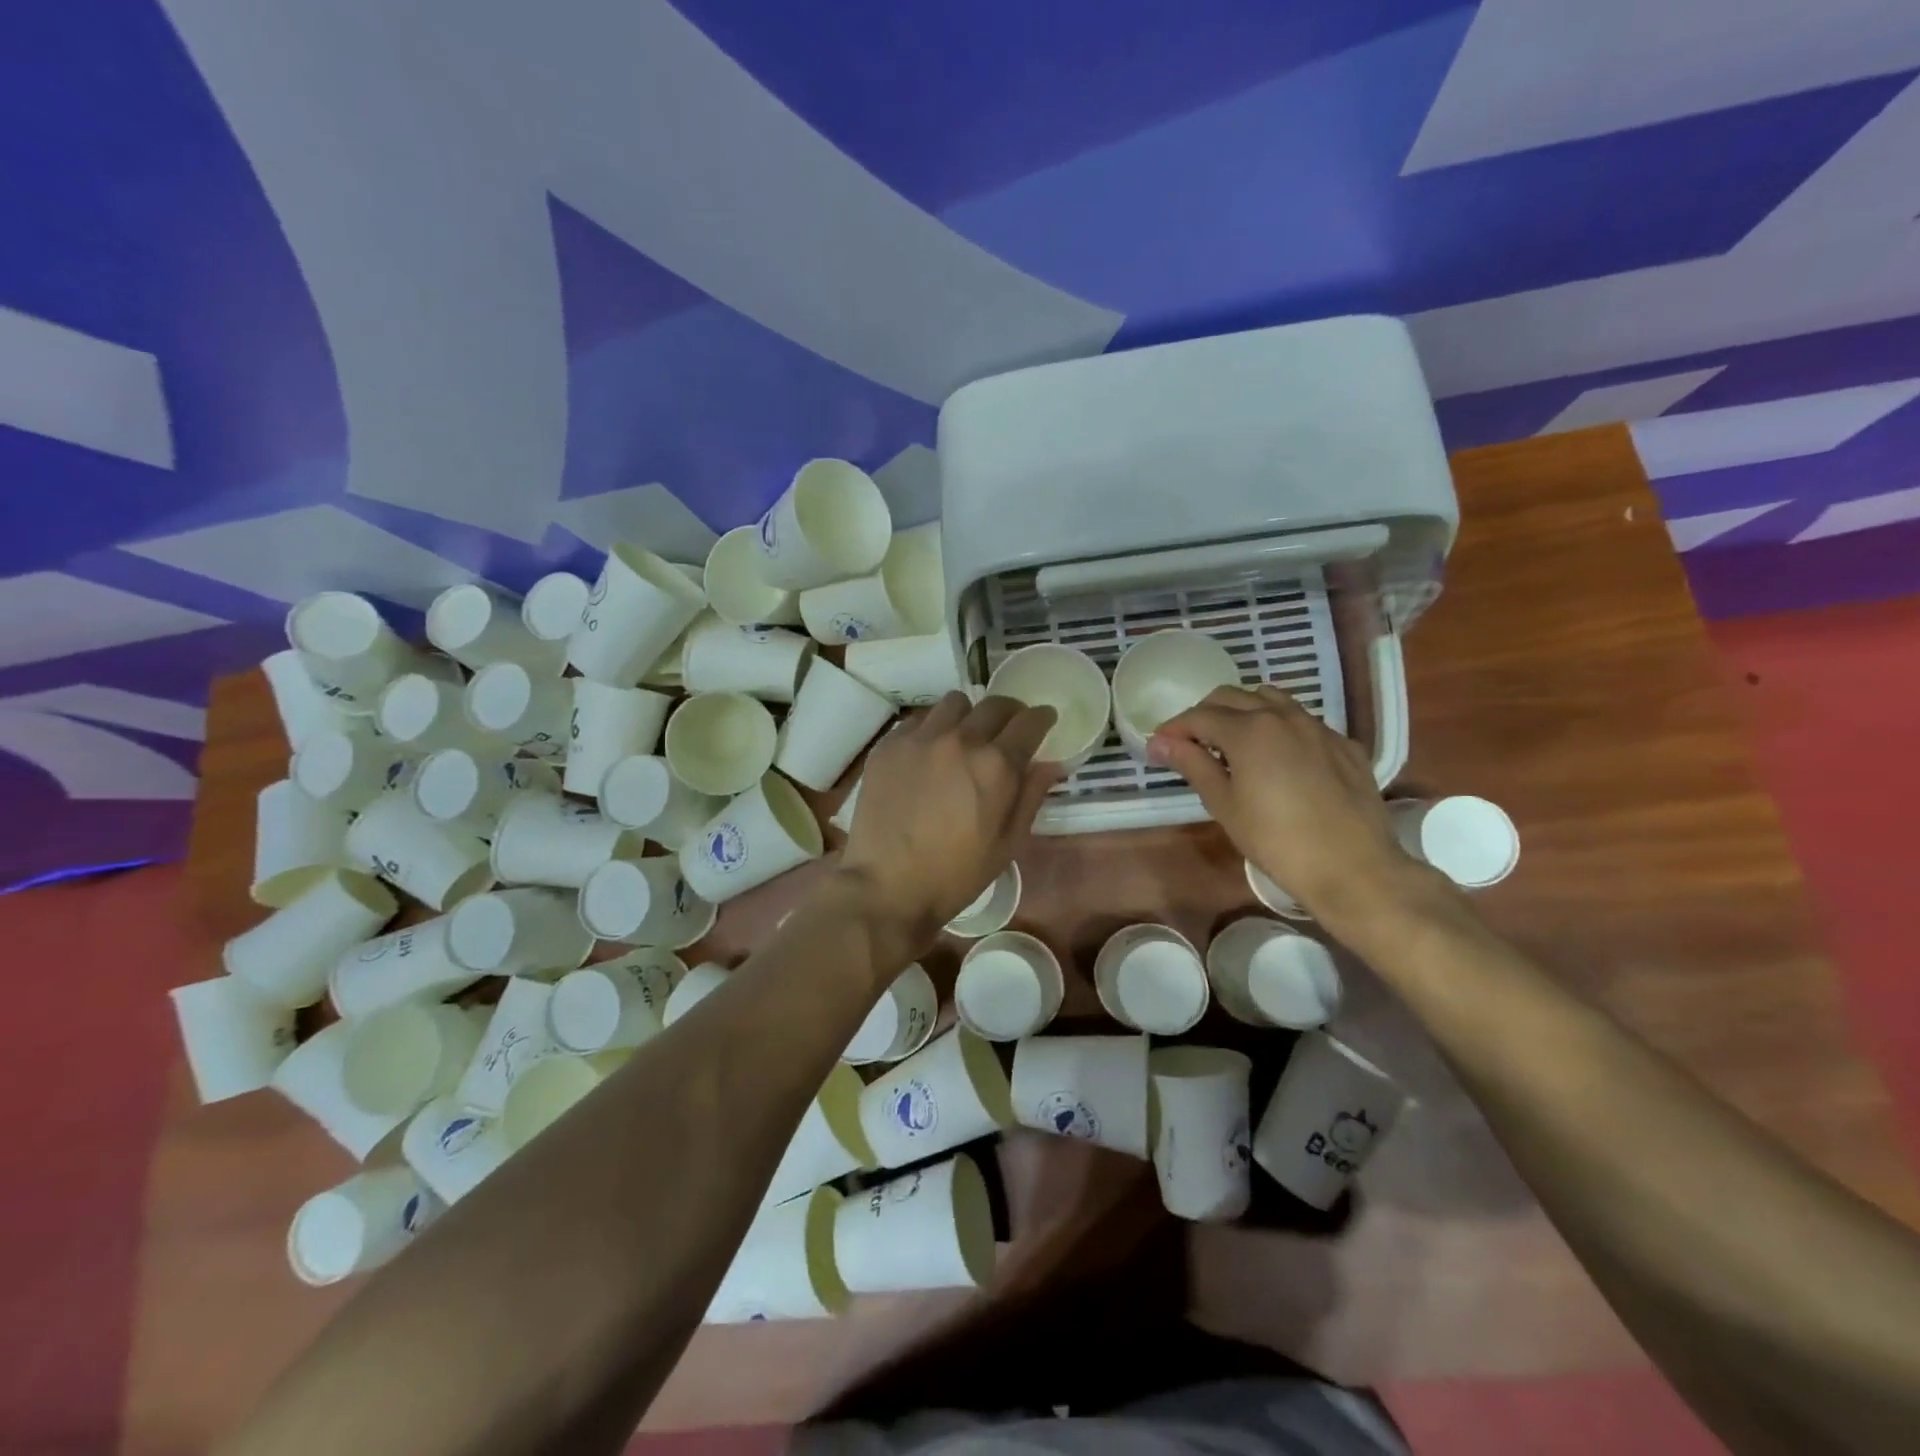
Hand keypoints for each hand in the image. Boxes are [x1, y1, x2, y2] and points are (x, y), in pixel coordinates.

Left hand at [839, 693, 1058, 942]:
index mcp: (996, 765)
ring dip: (968, 716)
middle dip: (1010, 712)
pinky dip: (932, 728)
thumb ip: (1031, 796)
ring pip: (954, 703)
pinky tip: (929, 753)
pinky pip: (918, 720)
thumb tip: (1049, 763)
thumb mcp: (1008, 843)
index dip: (1042, 718)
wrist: (887, 886)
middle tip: (1009, 729)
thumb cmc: (956, 874)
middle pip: (994, 704)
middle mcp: (960, 739)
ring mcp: (920, 738)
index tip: (1044, 720)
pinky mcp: (889, 745)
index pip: (1029, 721)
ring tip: (965, 737)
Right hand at [1149, 685, 1430, 930]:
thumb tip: (1159, 743)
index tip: (1159, 746)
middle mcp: (1283, 716)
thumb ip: (1192, 765)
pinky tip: (1278, 759)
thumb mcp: (1224, 805)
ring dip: (1243, 712)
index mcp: (1249, 730)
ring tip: (1233, 744)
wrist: (1353, 868)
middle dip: (1205, 714)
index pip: (1199, 716)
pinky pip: (1303, 721)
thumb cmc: (1276, 841)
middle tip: (1191, 744)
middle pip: (1232, 697)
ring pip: (1271, 700)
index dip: (1174, 728)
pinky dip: (1279, 728)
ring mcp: (1318, 727)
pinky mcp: (1344, 744)